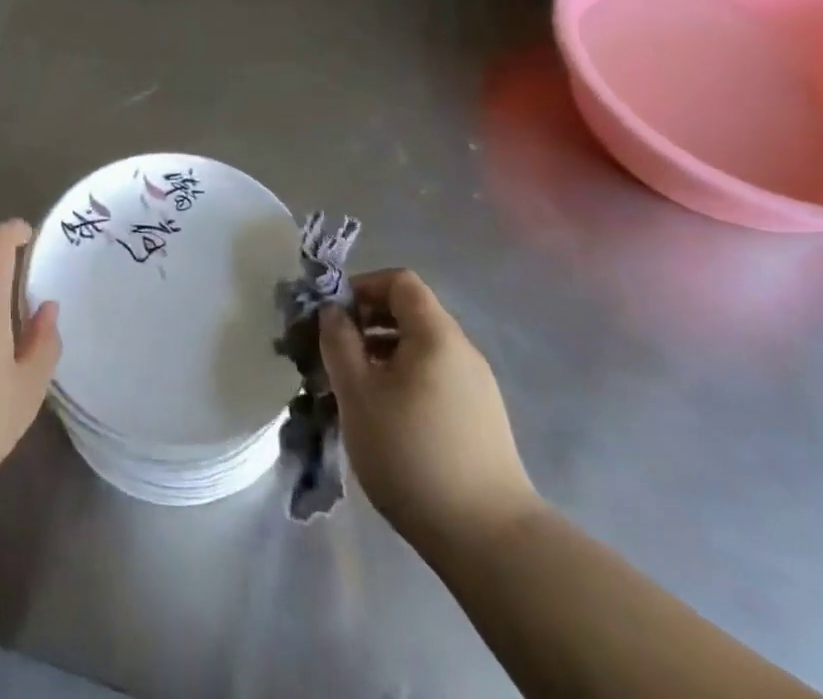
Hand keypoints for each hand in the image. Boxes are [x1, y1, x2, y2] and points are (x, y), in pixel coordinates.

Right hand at [319, 268, 540, 550]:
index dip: (363, 287)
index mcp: (436, 334)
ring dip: (382, 354)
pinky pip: (434, 377)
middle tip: (336, 353)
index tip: (334, 316)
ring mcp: (477, 387)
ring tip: (354, 389)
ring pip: (420, 349)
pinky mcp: (481, 420)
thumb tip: (333, 311)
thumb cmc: (411, 452)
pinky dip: (404, 380)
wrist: (489, 540)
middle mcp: (462, 351)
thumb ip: (338, 341)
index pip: (399, 281)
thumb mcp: (357, 392)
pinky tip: (385, 417)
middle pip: (410, 313)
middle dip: (367, 323)